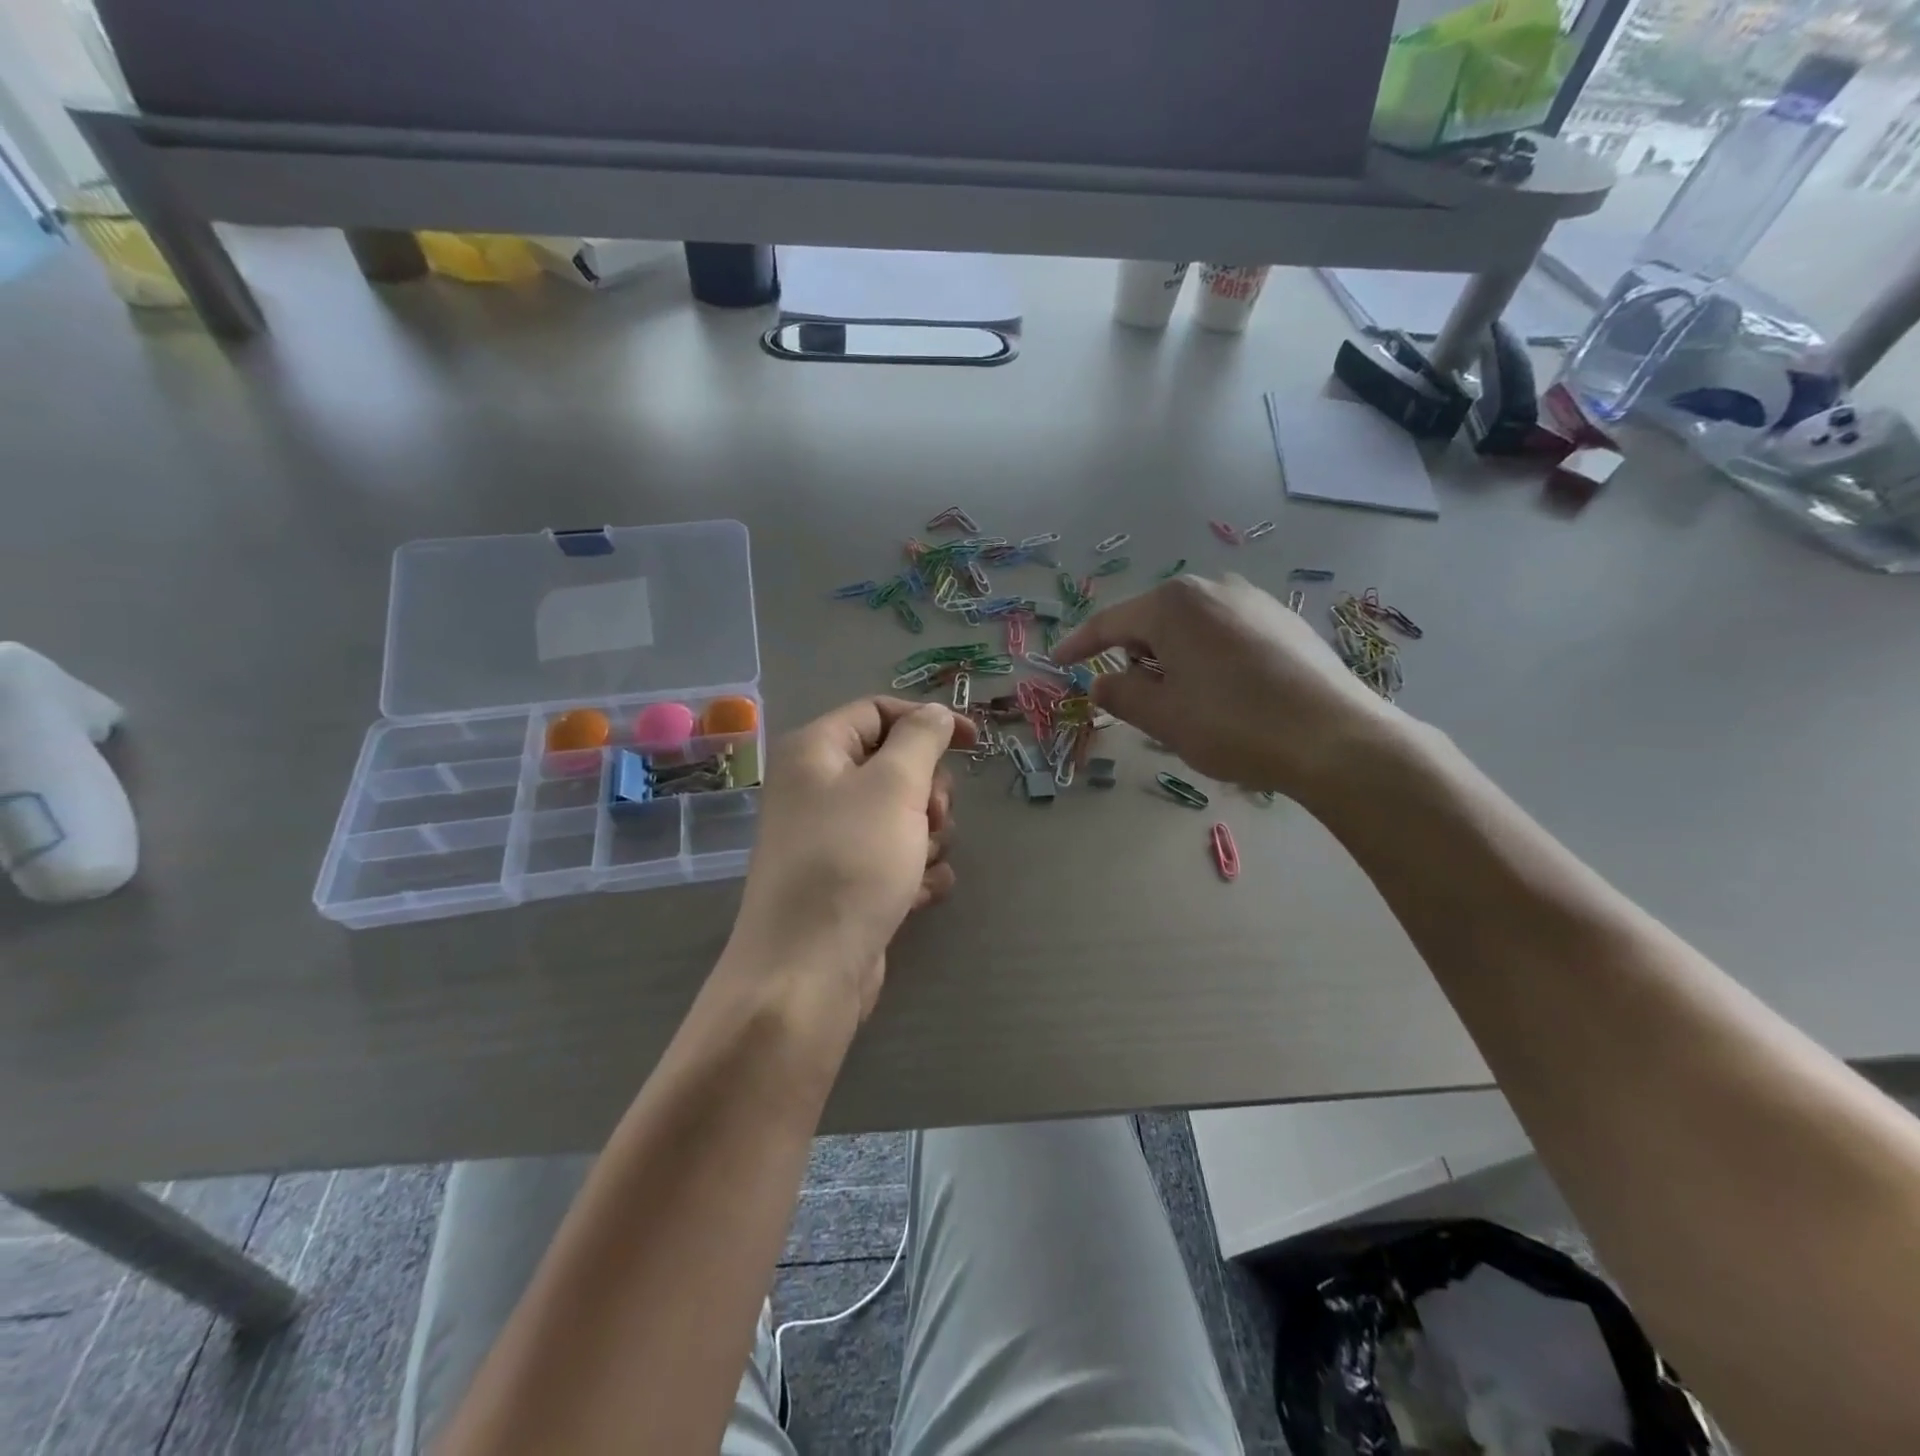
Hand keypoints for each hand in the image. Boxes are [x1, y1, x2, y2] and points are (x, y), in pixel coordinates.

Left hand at [729, 698, 977, 1018]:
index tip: (974, 743)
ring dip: (926, 834)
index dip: (928, 720)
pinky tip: (921, 892)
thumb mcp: (894, 786)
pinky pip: (894, 859)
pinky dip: (915, 871)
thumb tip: (935, 714)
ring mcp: (830, 839)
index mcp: (815, 752)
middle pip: (893, 765)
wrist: (807, 970)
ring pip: (901, 815)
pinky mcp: (846, 882)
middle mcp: (816, 789)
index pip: (878, 711)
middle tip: (934, 816)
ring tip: (922, 861)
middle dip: (927, 789)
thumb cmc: (851, 862)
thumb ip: (921, 739)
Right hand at [1053, 573, 1404, 799]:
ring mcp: (1253, 600)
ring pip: (1191, 628)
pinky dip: (1207, 658)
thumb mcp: (1163, 716)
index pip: (1109, 623)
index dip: (1079, 646)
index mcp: (1173, 603)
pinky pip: (1225, 634)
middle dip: (1134, 656)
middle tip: (1131, 696)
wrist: (1334, 737)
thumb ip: (1121, 694)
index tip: (1058, 663)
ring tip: (1182, 701)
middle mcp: (1212, 588)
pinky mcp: (1283, 621)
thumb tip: (1102, 682)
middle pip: (1152, 621)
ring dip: (1172, 659)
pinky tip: (1224, 694)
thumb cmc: (1233, 724)